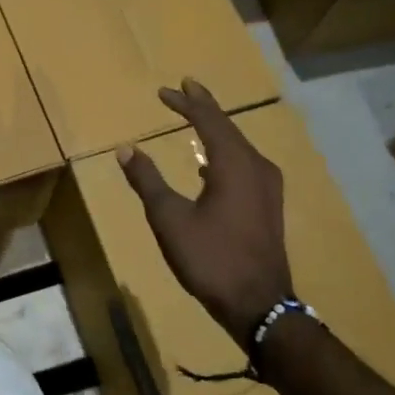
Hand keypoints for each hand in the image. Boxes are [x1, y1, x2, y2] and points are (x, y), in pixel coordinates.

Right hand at [117, 78, 293, 349]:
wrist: (259, 304)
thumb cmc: (210, 258)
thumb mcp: (169, 219)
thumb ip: (148, 180)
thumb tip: (126, 149)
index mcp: (234, 164)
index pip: (209, 120)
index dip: (187, 102)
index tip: (165, 91)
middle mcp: (257, 167)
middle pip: (229, 128)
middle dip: (204, 108)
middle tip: (185, 89)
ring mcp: (268, 188)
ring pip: (239, 146)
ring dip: (216, 130)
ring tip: (197, 118)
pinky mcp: (268, 206)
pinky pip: (245, 164)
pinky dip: (225, 153)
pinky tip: (211, 166)